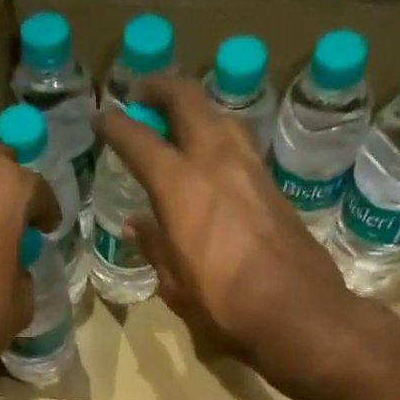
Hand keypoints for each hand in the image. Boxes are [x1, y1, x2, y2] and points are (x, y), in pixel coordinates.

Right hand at [96, 76, 377, 398]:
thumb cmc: (225, 306)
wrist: (297, 311)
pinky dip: (218, 133)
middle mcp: (215, 162)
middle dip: (162, 88)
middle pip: (188, 101)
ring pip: (220, 114)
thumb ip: (155, 247)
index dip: (117, 125)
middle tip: (143, 93)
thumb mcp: (176, 285)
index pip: (140, 142)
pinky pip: (239, 142)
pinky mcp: (273, 184)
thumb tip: (138, 223)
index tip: (102, 116)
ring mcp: (250, 168)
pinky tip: (212, 152)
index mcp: (180, 188)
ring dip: (196, 106)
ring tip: (179, 118)